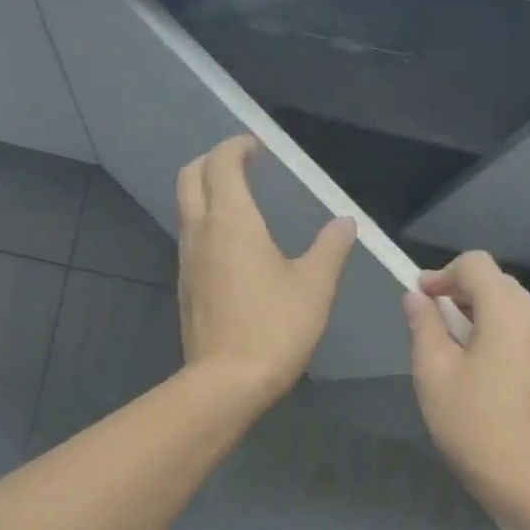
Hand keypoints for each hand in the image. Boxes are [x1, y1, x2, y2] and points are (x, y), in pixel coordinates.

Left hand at [176, 136, 355, 403]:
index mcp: (231, 220)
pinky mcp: (185, 287)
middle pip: (189, 178)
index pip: (221, 163)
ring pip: (186, 209)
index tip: (257, 147)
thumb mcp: (315, 285)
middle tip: (240, 165)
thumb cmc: (275, 327)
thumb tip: (344, 223)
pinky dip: (205, 224)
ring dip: (205, 194)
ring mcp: (187, 261)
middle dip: (211, 162)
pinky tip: (232, 247)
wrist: (226, 381)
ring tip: (239, 201)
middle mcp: (200, 232)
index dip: (236, 147)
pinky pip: (190, 239)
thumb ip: (330, 248)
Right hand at [405, 252, 529, 513]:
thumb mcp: (432, 372)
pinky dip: (520, 346)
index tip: (424, 300)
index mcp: (508, 313)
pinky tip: (505, 381)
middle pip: (503, 286)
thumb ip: (424, 325)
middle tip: (442, 329)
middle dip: (469, 297)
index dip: (444, 275)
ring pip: (526, 314)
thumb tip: (417, 296)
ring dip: (496, 320)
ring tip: (475, 356)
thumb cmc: (469, 423)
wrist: (524, 480)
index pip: (477, 264)